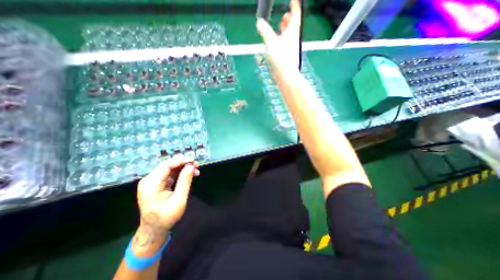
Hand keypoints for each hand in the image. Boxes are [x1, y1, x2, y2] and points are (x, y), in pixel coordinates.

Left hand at [135, 157, 199, 254]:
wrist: (154, 230)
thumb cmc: (166, 217)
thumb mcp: (179, 200)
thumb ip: (185, 181)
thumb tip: (191, 166)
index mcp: (151, 184)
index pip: (166, 166)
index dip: (181, 161)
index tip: (193, 160)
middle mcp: (149, 180)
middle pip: (168, 166)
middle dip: (183, 164)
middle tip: (197, 166)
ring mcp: (152, 182)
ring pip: (170, 169)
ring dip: (183, 168)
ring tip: (196, 171)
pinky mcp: (157, 184)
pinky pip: (170, 174)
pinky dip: (180, 173)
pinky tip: (189, 175)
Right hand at [258, 0, 300, 70]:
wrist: (286, 76)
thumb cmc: (280, 58)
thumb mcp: (271, 42)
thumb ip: (265, 31)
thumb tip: (259, 22)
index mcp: (292, 32)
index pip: (295, 14)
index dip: (294, 5)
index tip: (293, 0)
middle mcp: (293, 39)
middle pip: (293, 26)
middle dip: (289, 19)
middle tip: (285, 15)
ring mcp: (291, 49)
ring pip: (289, 36)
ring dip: (285, 30)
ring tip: (280, 27)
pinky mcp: (287, 57)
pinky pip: (285, 45)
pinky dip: (282, 40)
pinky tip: (276, 43)